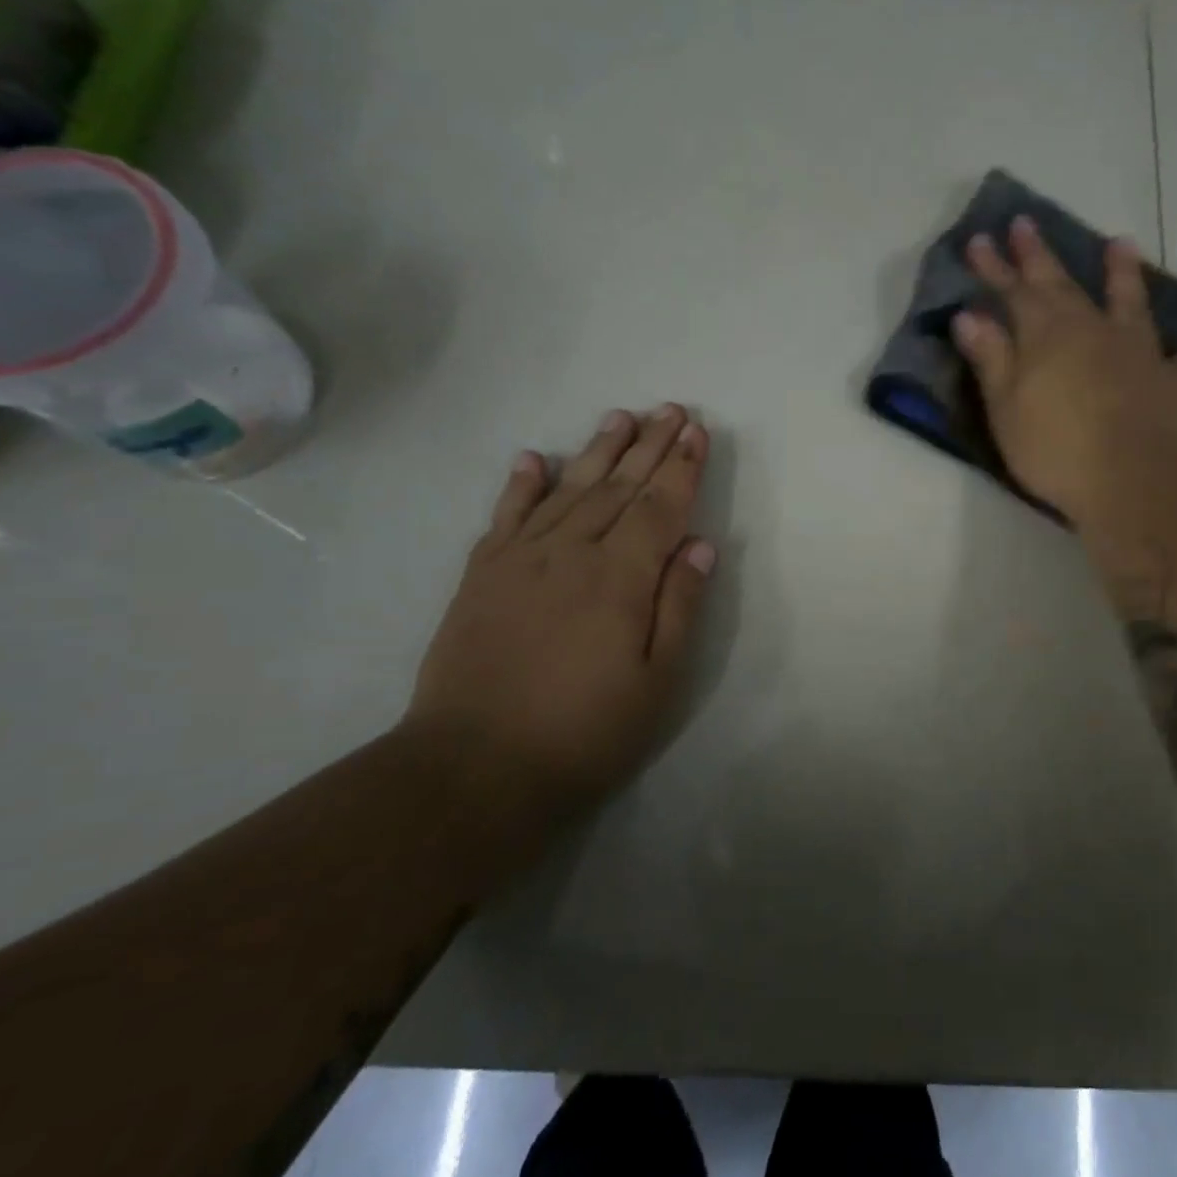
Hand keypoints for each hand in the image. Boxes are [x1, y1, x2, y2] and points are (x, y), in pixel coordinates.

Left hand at [404, 405, 716, 809]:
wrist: (474, 767)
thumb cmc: (584, 731)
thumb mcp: (657, 682)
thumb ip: (679, 607)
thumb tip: (701, 545)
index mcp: (621, 579)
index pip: (659, 508)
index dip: (682, 468)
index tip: (698, 432)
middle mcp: (572, 554)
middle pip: (618, 487)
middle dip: (650, 446)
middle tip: (672, 409)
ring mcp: (520, 560)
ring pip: (568, 490)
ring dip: (597, 450)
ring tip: (621, 417)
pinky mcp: (482, 576)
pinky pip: (506, 516)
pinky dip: (523, 484)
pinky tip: (535, 458)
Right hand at [951, 217, 1176, 529]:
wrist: (1131, 481)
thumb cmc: (1056, 450)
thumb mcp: (1006, 408)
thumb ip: (991, 358)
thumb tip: (969, 315)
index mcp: (1046, 336)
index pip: (1014, 292)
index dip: (994, 267)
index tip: (979, 239)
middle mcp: (1093, 330)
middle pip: (1062, 285)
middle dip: (1040, 255)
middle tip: (1026, 222)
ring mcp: (1139, 352)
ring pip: (1130, 302)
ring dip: (1123, 273)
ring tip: (1121, 243)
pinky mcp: (1174, 381)